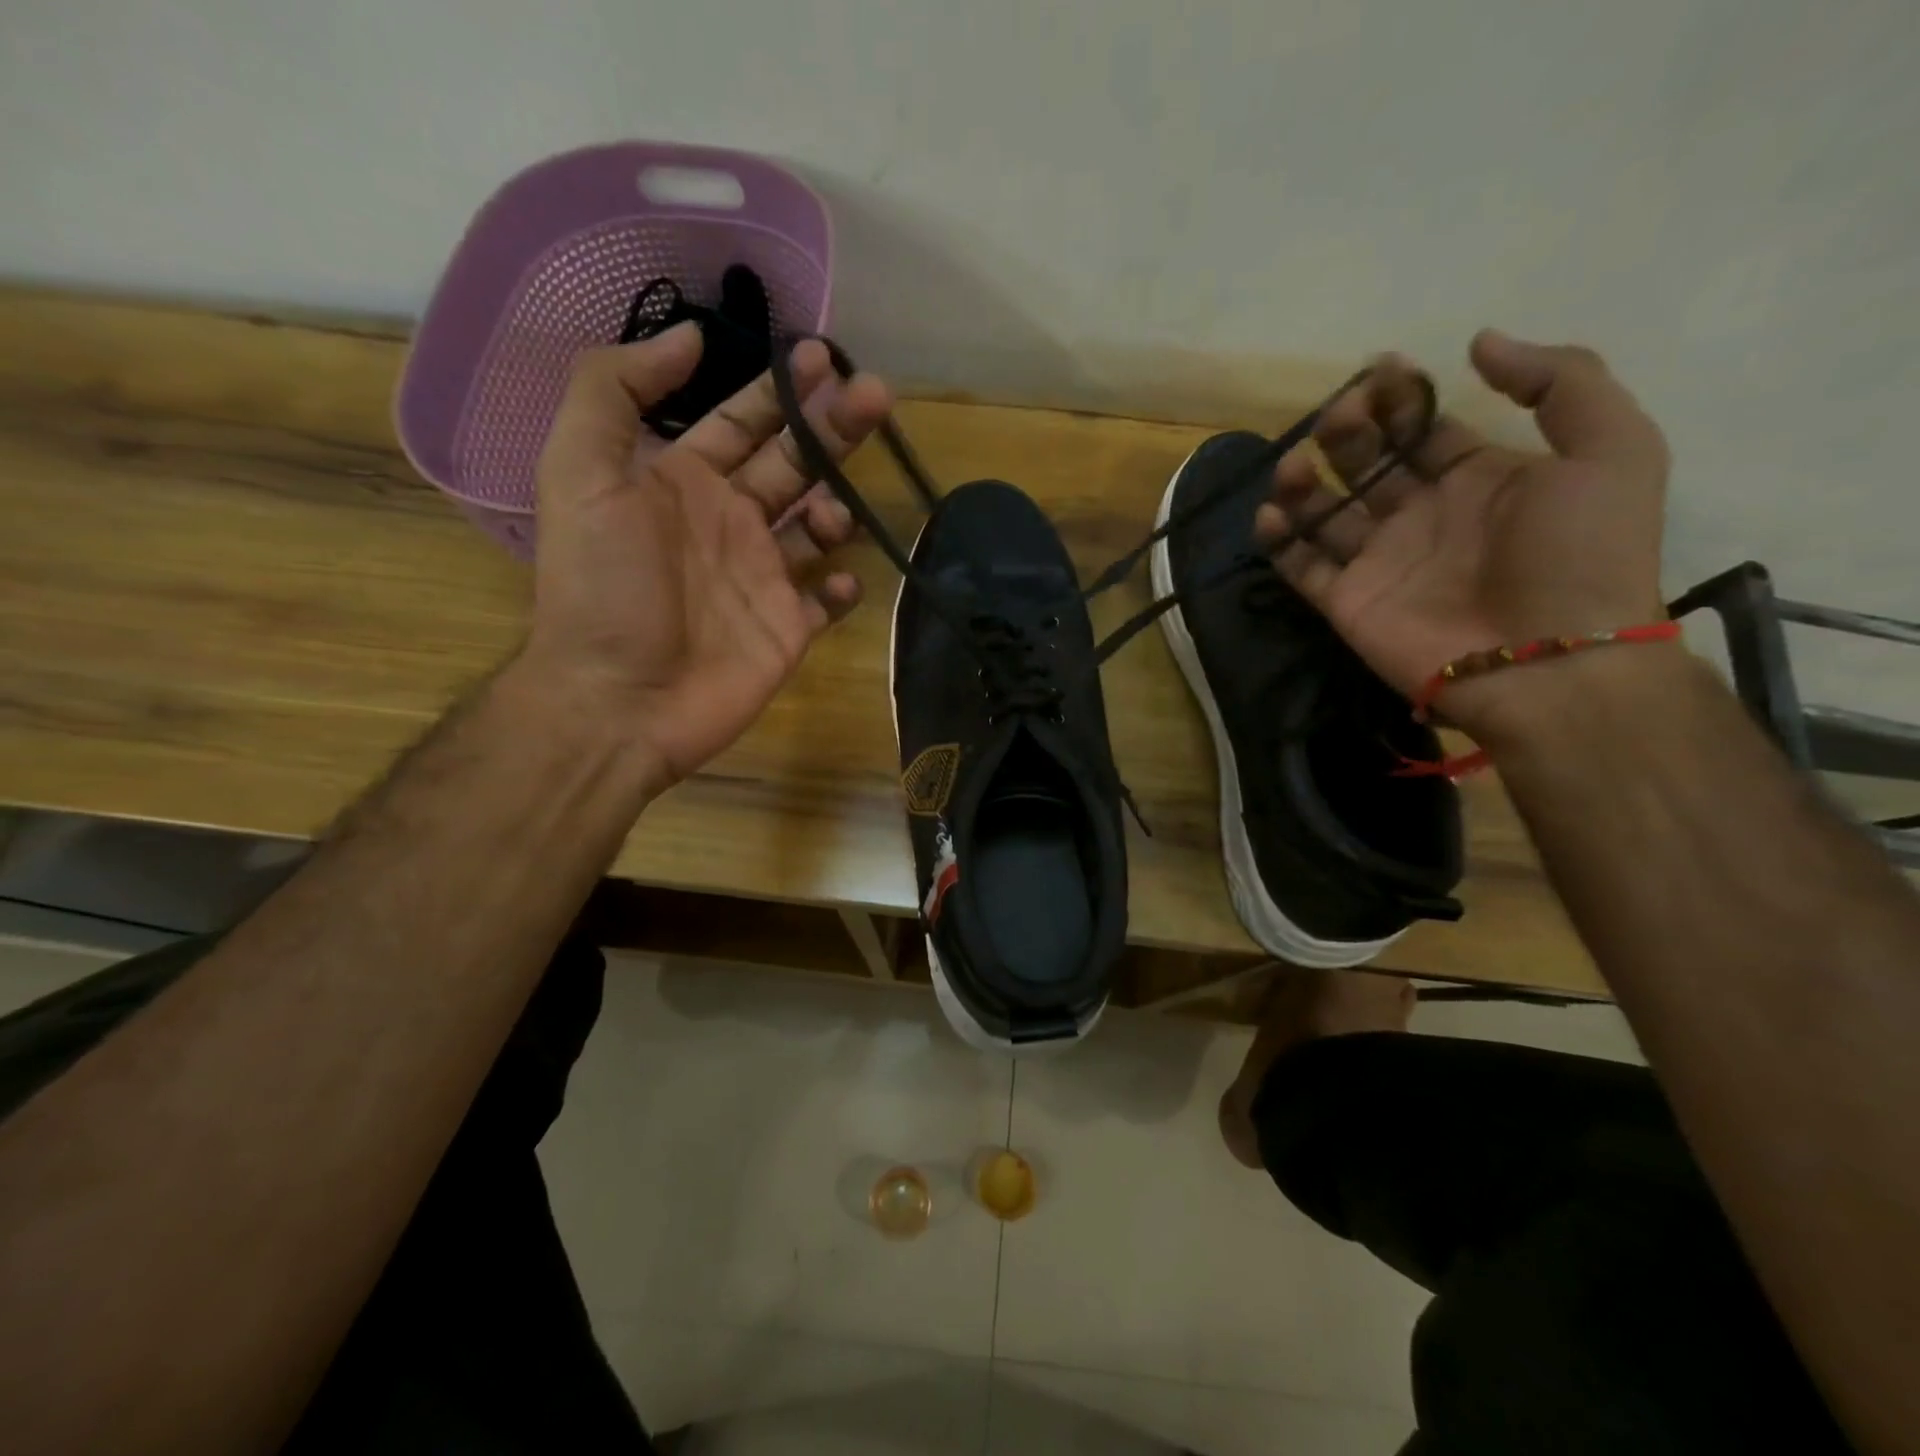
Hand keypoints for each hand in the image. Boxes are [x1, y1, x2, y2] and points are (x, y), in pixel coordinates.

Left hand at [522, 325, 892, 789]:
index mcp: (684, 483)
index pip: (743, 422)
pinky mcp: (788, 629)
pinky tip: (837, 578)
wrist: (619, 701)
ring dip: (836, 509)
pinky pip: (827, 599)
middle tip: (876, 396)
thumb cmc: (603, 588)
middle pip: (794, 463)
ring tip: (825, 517)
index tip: (827, 357)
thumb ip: (615, 391)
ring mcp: (764, 578)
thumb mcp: (579, 472)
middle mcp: (730, 523)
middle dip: (833, 430)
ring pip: (819, 527)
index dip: (782, 389)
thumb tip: (688, 336)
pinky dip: (842, 585)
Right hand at [1255, 332, 1670, 734]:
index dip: (1400, 400)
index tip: (1380, 373)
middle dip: (1348, 432)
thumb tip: (1478, 342)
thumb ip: (1561, 381)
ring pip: (1324, 511)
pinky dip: (1278, 539)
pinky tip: (1273, 513)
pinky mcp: (1345, 601)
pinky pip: (1299, 565)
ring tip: (1296, 466)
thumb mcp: (1613, 448)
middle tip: (1341, 418)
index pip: (1424, 430)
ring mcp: (1379, 561)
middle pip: (1367, 464)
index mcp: (1479, 480)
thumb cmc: (1581, 555)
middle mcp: (1422, 516)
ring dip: (1303, 481)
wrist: (1550, 662)